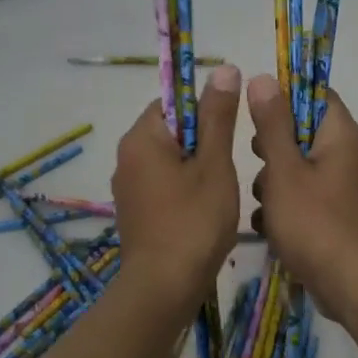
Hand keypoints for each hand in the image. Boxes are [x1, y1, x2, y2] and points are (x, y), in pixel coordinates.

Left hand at [111, 65, 243, 313]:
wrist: (163, 288)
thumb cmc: (194, 222)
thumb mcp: (215, 164)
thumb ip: (218, 116)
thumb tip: (224, 69)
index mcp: (141, 138)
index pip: (173, 101)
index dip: (205, 110)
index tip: (230, 132)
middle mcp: (127, 157)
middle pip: (172, 130)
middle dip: (204, 141)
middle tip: (230, 164)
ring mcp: (128, 186)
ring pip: (170, 159)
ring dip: (198, 167)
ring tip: (222, 189)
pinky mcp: (135, 211)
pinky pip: (163, 184)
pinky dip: (185, 188)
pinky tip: (205, 210)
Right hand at [246, 75, 357, 323]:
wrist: (352, 287)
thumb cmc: (316, 223)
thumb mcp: (284, 170)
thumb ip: (272, 124)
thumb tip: (264, 78)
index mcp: (340, 134)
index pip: (313, 94)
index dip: (282, 98)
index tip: (254, 116)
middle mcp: (345, 154)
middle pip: (299, 132)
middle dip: (270, 149)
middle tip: (259, 164)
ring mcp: (340, 186)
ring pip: (295, 168)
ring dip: (273, 184)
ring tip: (268, 207)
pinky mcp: (332, 214)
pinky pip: (301, 197)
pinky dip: (284, 209)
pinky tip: (271, 228)